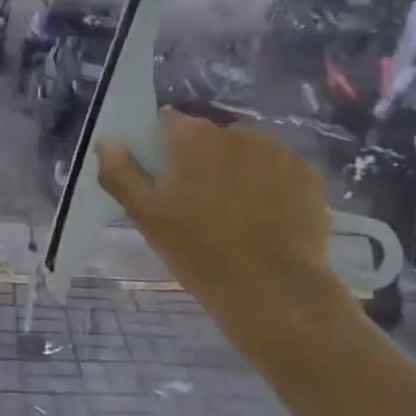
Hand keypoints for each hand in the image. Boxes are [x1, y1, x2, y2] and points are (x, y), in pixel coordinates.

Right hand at [97, 111, 339, 356]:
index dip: (162, 150)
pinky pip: (278, 172)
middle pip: (208, 138)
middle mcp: (235, 131)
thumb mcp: (147, 217)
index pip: (167, 124)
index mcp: (192, 137)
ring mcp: (277, 151)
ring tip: (236, 215)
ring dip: (237, 171)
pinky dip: (270, 187)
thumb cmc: (200, 252)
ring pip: (246, 153)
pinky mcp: (307, 174)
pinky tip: (267, 221)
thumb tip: (107, 141)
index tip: (164, 181)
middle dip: (201, 161)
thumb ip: (121, 174)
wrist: (274, 291)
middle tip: (197, 205)